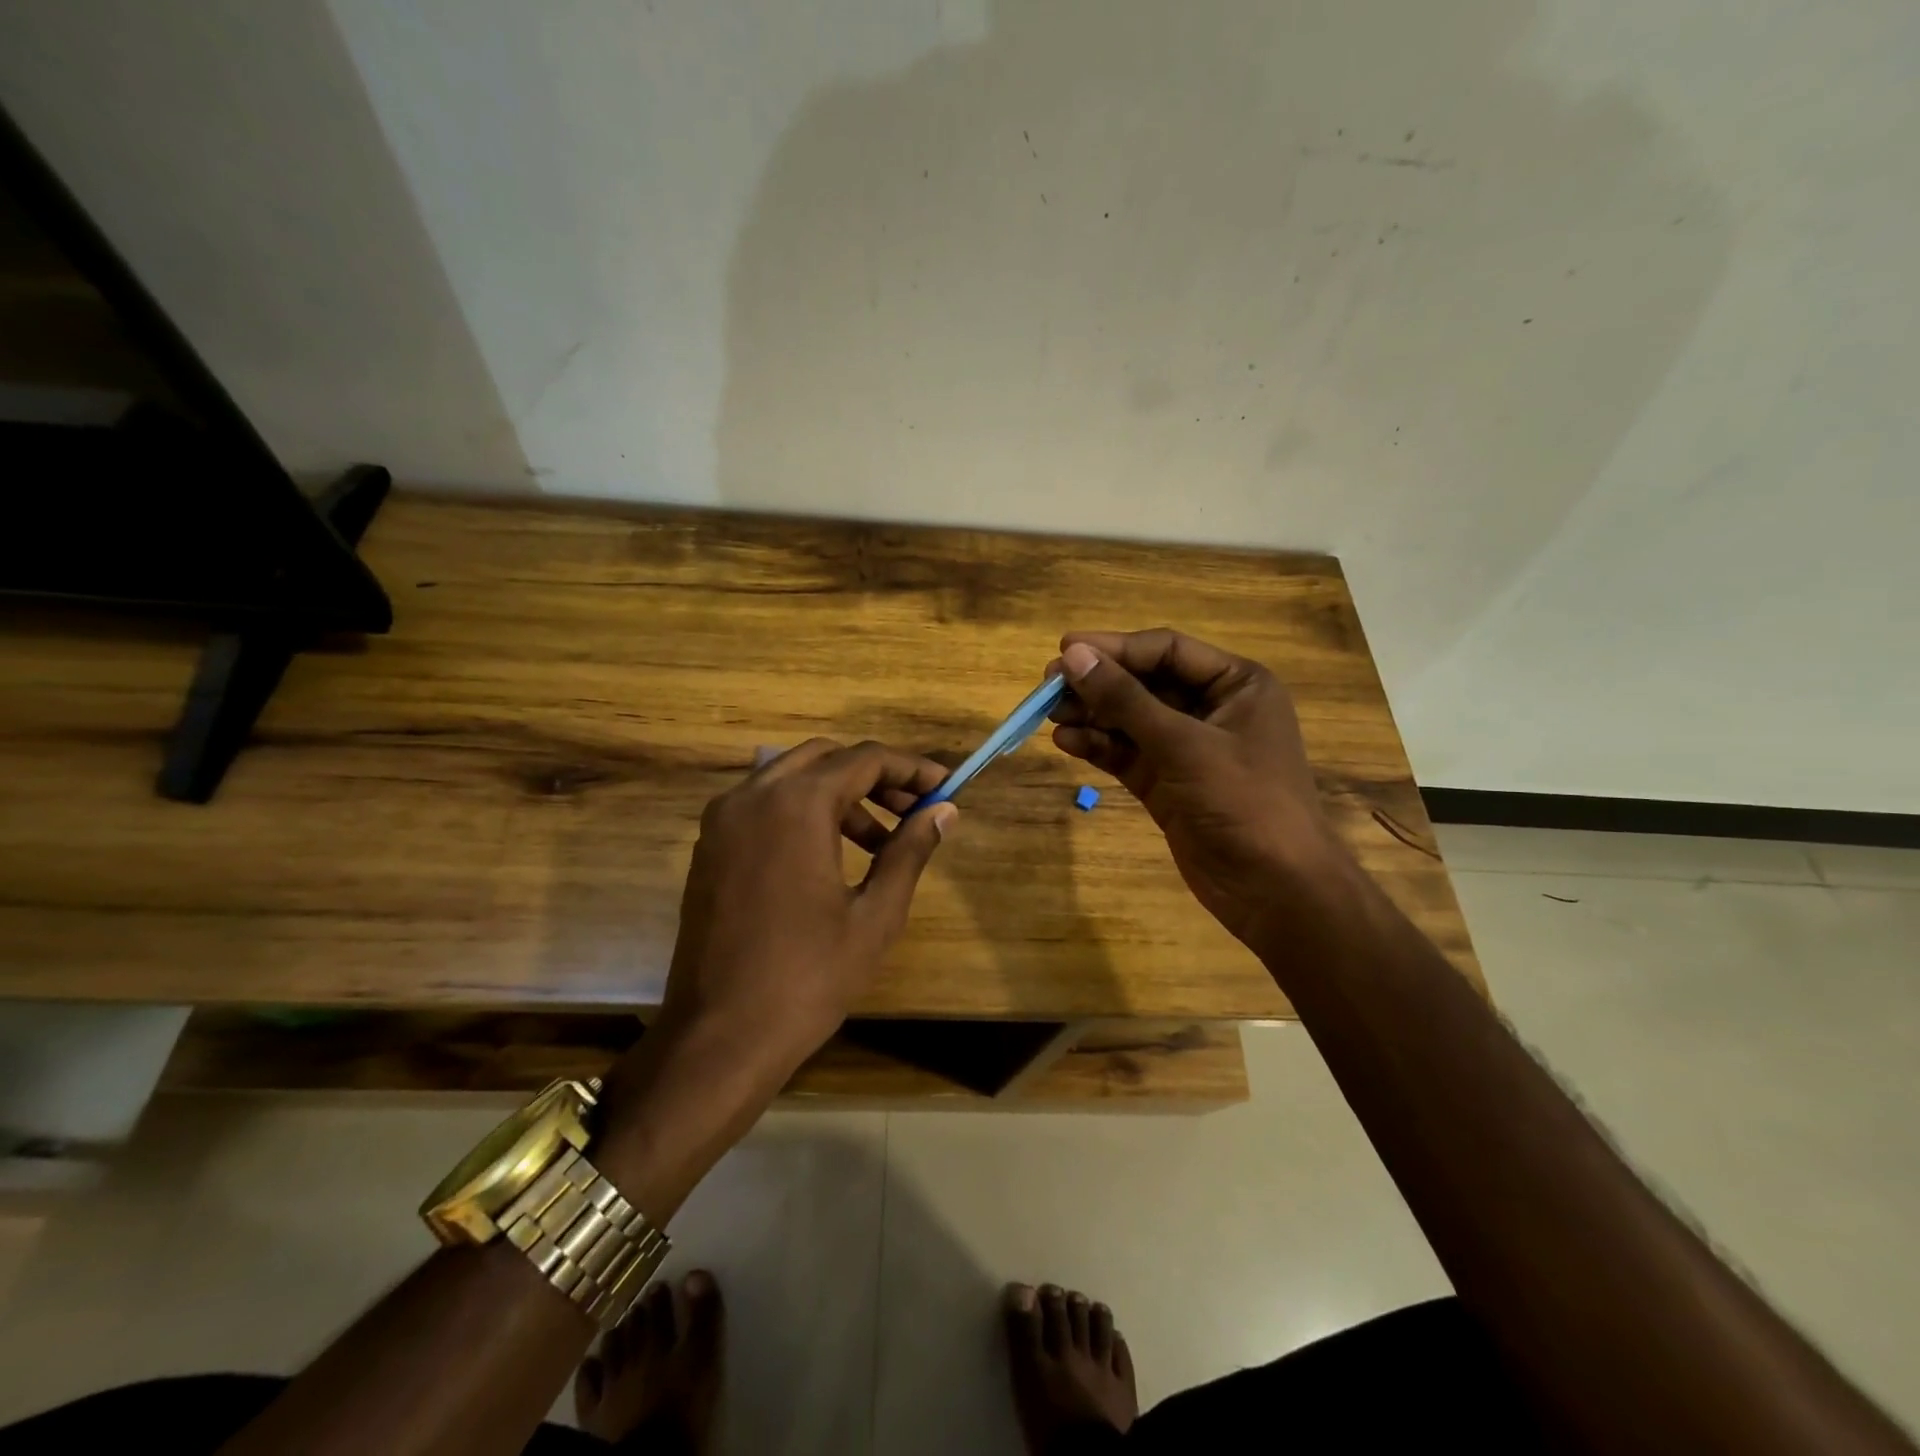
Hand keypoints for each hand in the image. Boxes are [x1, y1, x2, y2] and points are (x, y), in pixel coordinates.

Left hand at [655, 738, 956, 1087]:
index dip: (911, 769)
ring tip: (879, 842)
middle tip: (913, 810)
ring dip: (839, 795)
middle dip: (874, 777)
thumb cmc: (807, 978)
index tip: (945, 789)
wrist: (719, 1039)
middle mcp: (752, 796)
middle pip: (826, 758)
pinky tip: (830, 856)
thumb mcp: (875, 916)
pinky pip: (764, 805)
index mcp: (795, 805)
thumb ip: (910, 851)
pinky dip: (803, 812)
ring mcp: (722, 821)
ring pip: (792, 778)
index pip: (864, 759)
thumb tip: (943, 812)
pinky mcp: (709, 848)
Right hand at [1048, 629, 1349, 947]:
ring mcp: (1188, 748)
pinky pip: (1126, 753)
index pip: (1166, 650)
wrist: (1275, 890)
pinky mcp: (1167, 782)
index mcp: (1236, 684)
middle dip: (1098, 683)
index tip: (1066, 650)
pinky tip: (1066, 741)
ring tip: (1049, 714)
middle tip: (1049, 685)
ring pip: (1130, 719)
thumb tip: (1075, 656)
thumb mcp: (1183, 745)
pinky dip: (1098, 746)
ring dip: (1092, 715)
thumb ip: (1126, 699)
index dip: (1115, 648)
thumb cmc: (1243, 802)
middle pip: (1144, 682)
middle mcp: (1212, 708)